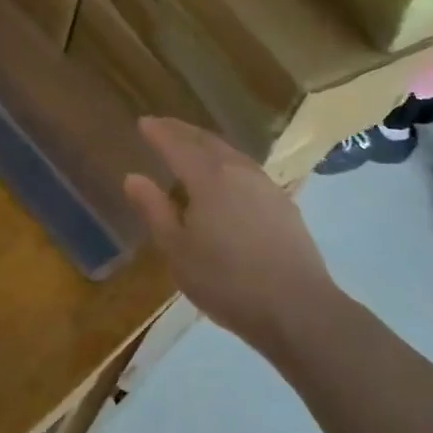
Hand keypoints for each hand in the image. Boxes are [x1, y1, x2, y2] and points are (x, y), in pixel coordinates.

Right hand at [123, 117, 335, 353]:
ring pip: (231, 153)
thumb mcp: (177, 250)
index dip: (158, 132)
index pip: (177, 144)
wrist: (298, 309)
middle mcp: (238, 171)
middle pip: (206, 141)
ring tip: (193, 147)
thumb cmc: (227, 281)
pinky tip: (228, 177)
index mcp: (208, 177)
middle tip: (164, 126)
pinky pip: (248, 170)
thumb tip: (133, 177)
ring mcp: (266, 186)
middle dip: (182, 131)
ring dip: (207, 144)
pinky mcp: (284, 204)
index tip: (143, 122)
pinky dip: (228, 163)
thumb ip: (154, 210)